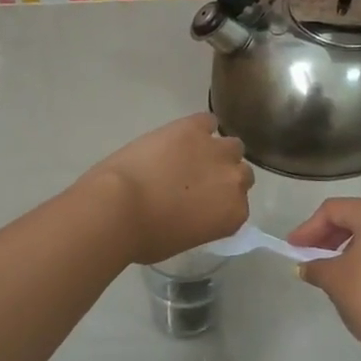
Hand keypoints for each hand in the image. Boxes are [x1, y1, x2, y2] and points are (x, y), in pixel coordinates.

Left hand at [81, 114, 253, 264]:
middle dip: (223, 176)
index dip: (220, 201)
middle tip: (197, 181)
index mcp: (233, 214)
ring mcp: (216, 150)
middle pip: (241, 172)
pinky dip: (198, 128)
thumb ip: (201, 222)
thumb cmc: (146, 236)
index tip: (204, 204)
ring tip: (190, 156)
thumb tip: (192, 211)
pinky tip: (181, 136)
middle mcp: (234, 180)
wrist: (120, 207)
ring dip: (215, 151)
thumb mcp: (183, 240)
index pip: (238, 204)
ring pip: (231, 146)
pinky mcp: (193, 128)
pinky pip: (207, 121)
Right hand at [288, 197, 360, 360]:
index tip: (292, 248)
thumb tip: (308, 267)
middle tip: (308, 255)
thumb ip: (315, 265)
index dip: (308, 228)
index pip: (335, 210)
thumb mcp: (333, 278)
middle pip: (357, 218)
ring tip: (330, 269)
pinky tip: (356, 280)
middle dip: (328, 236)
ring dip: (348, 248)